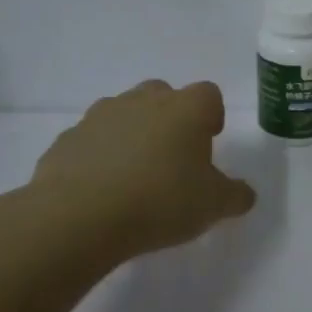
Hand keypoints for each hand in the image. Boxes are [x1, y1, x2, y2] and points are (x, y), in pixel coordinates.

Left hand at [27, 80, 255, 257]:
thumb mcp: (213, 206)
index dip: (212, 115)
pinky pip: (93, 139)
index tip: (209, 142)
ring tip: (136, 174)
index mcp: (186, 109)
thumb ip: (235, 196)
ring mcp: (100, 116)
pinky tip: (103, 188)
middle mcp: (143, 101)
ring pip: (125, 113)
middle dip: (171, 118)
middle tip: (174, 156)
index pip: (209, 95)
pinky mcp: (67, 138)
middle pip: (164, 95)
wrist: (78, 217)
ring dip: (134, 133)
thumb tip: (243, 194)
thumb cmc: (160, 202)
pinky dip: (101, 154)